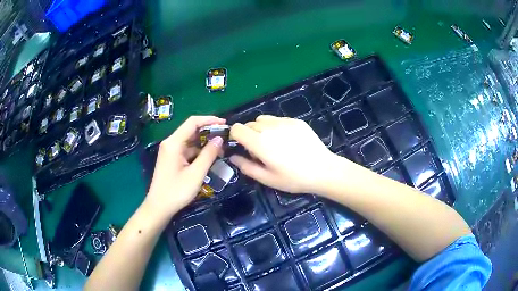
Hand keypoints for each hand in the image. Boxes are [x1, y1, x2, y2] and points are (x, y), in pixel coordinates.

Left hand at [147, 116, 224, 216]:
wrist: (159, 207)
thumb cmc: (176, 191)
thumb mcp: (196, 173)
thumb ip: (208, 154)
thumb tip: (219, 139)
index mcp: (174, 143)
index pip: (192, 122)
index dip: (209, 120)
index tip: (225, 124)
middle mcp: (171, 143)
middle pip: (191, 130)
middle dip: (209, 132)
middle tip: (226, 137)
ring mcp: (171, 151)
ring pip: (190, 141)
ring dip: (205, 143)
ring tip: (221, 149)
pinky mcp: (172, 159)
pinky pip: (187, 150)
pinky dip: (199, 151)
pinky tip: (210, 157)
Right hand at [229, 115, 337, 193]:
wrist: (323, 170)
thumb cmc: (293, 179)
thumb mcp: (267, 179)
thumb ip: (246, 167)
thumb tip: (233, 157)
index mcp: (260, 142)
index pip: (236, 128)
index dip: (234, 136)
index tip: (241, 147)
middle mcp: (270, 127)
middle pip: (249, 124)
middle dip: (248, 135)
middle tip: (259, 150)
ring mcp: (284, 122)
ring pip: (263, 119)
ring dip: (261, 129)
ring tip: (272, 143)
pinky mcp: (296, 121)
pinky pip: (278, 119)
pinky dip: (275, 127)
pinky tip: (287, 140)